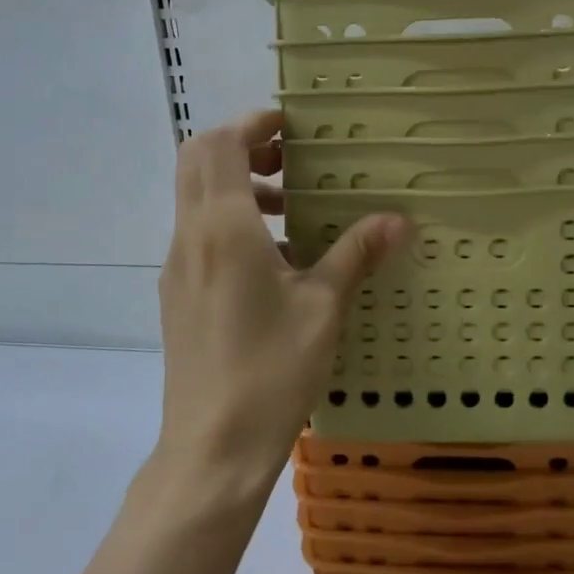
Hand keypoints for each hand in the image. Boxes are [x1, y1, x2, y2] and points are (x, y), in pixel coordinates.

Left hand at [155, 109, 406, 502]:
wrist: (211, 449)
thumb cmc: (271, 370)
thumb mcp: (323, 308)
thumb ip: (355, 254)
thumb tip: (397, 219)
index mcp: (223, 228)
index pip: (220, 145)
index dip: (252, 124)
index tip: (290, 127)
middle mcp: (190, 237)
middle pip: (197, 161)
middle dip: (240, 147)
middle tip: (289, 161)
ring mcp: (177, 267)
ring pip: (195, 198)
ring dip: (236, 186)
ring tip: (290, 211)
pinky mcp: (176, 295)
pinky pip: (198, 234)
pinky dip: (229, 221)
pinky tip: (273, 261)